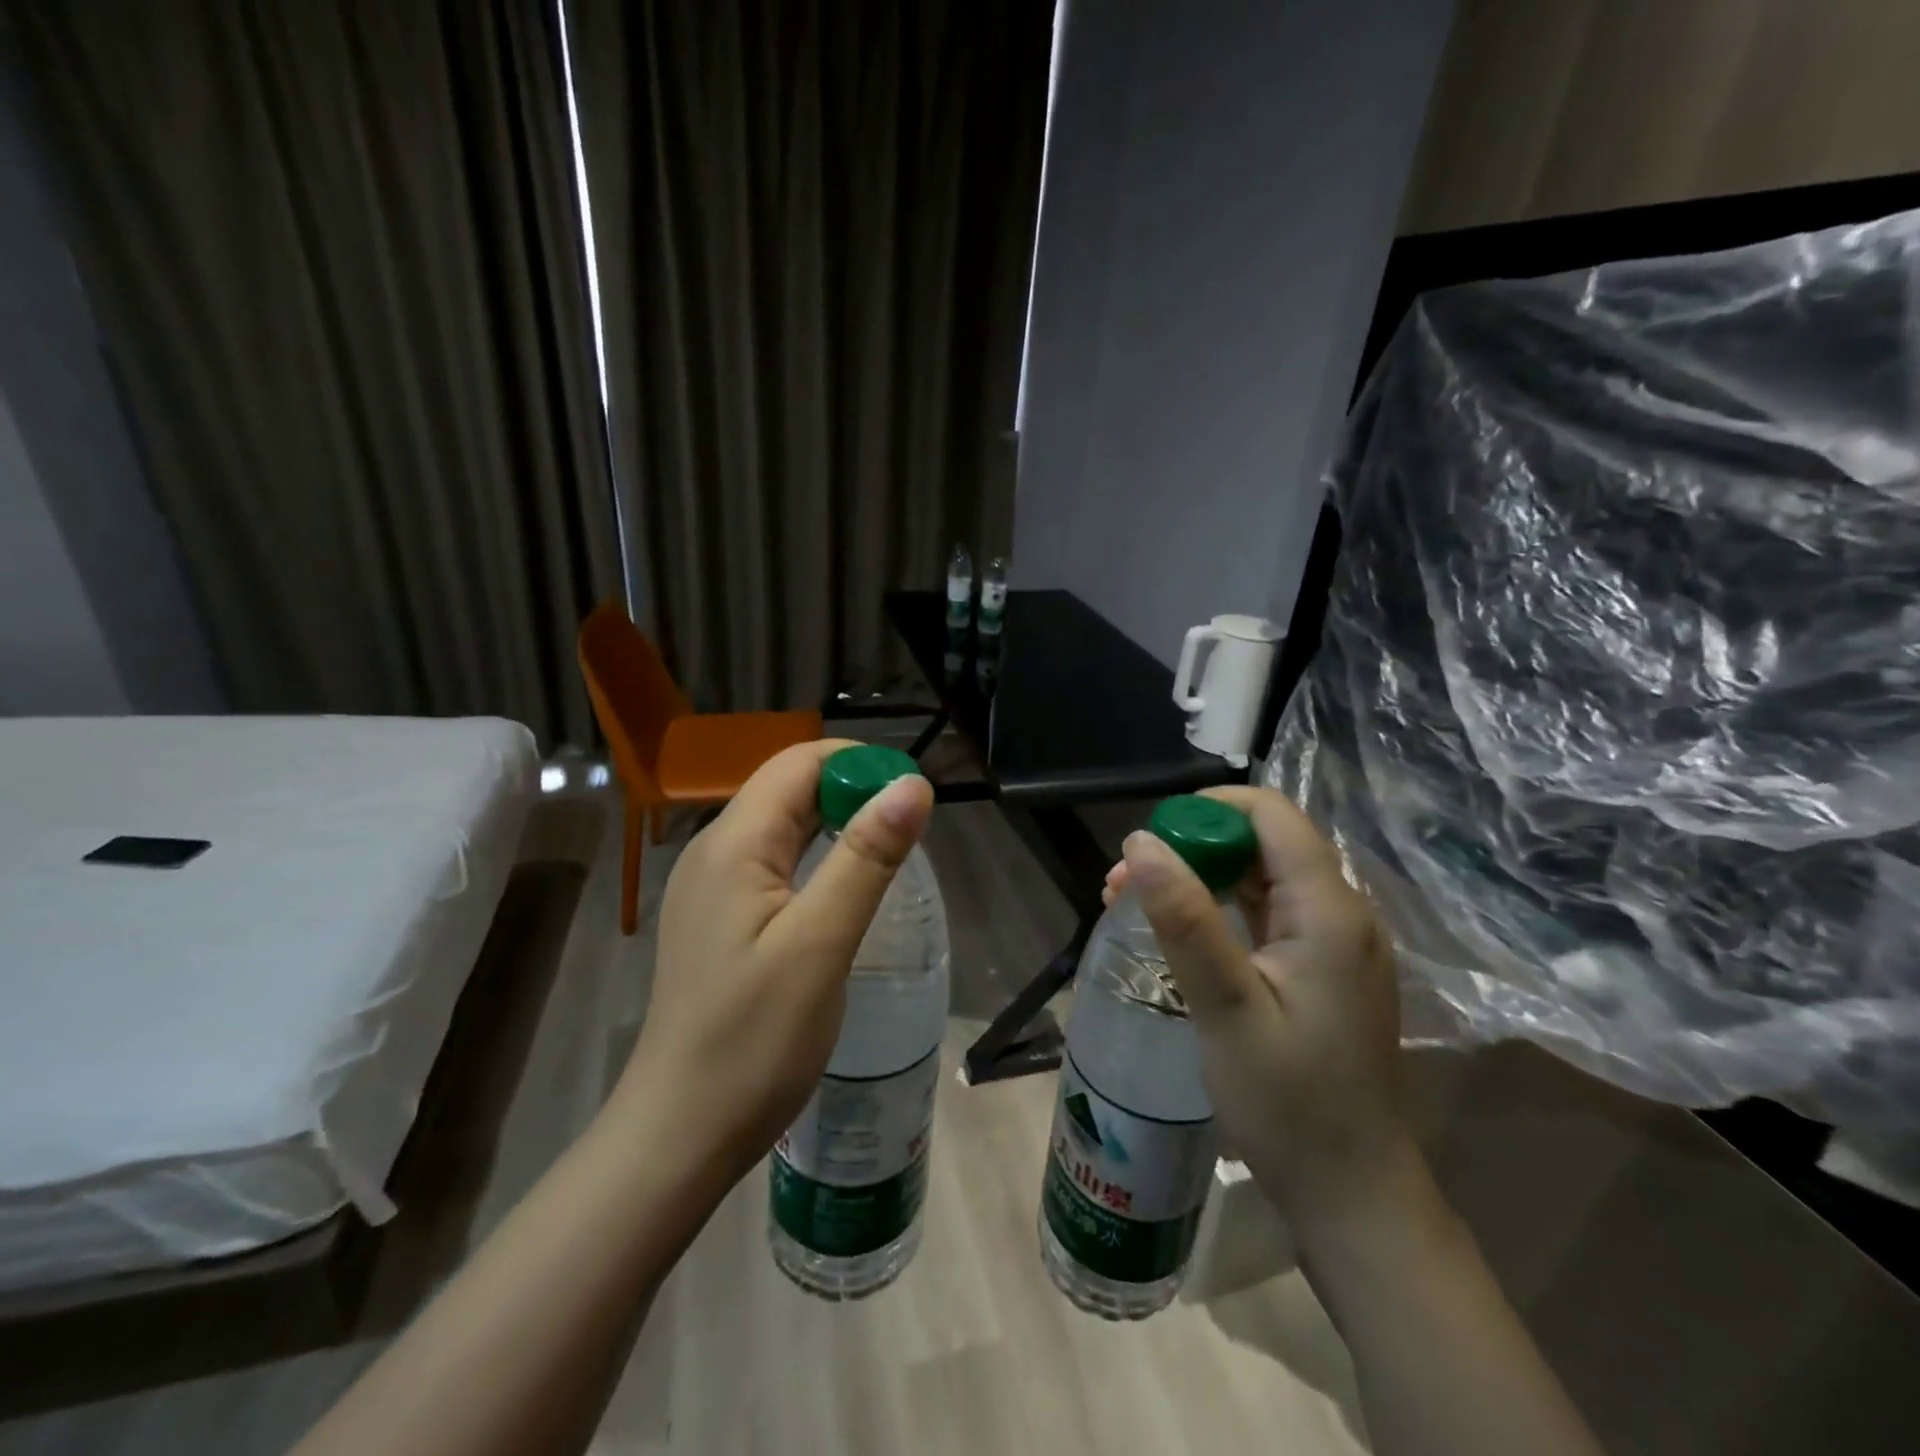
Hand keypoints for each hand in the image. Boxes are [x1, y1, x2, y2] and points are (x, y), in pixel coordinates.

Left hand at [614, 740, 933, 1185]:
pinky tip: (845, 887)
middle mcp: (715, 851)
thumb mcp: (821, 943)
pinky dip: (817, 856)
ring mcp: (712, 886)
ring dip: (838, 823)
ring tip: (889, 853)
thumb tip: (912, 785)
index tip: (913, 796)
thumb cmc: (754, 1040)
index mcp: (733, 843)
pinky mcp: (720, 918)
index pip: (798, 763)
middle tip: (910, 830)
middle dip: (853, 791)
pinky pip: (774, 862)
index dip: (858, 764)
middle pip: (789, 789)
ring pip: (783, 825)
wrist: (680, 1132)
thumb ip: (867, 857)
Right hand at [1106, 786, 1412, 1230]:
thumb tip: (1141, 841)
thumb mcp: (1227, 1008)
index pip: (1272, 815)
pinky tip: (1177, 929)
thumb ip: (1186, 920)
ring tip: (1134, 901)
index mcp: (1329, 911)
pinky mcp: (1319, 968)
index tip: (1149, 841)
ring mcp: (1333, 942)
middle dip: (1191, 846)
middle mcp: (1341, 913)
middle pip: (1263, 842)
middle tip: (1124, 883)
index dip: (1207, 809)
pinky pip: (1265, 912)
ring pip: (1260, 876)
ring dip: (1198, 876)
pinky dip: (1218, 908)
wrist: (1351, 1193)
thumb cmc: (1289, 1104)